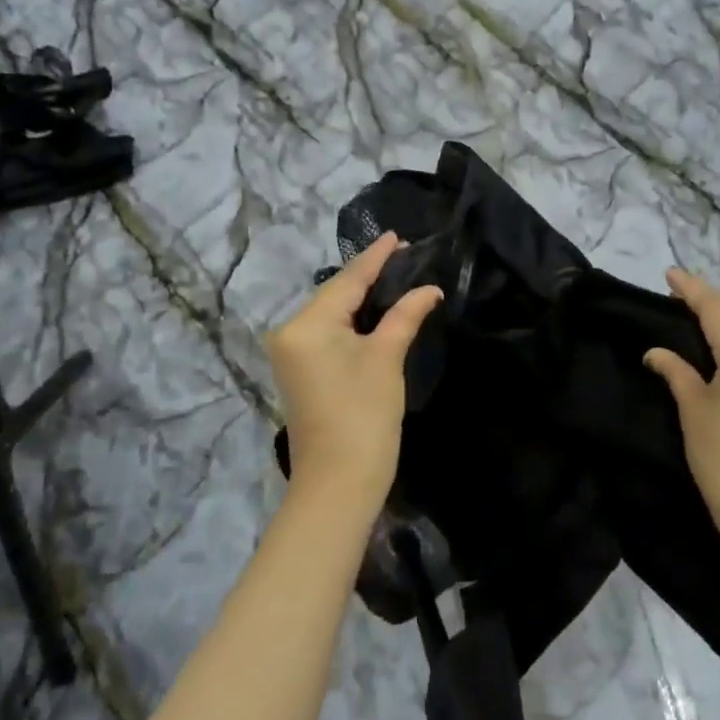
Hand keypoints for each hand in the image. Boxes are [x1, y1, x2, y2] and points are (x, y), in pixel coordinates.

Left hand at [266, 233, 441, 506]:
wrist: (338, 483)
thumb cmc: (364, 416)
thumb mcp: (387, 358)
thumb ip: (405, 315)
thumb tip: (428, 289)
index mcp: (306, 324)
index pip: (347, 280)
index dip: (375, 257)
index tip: (397, 235)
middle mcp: (290, 332)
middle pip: (336, 295)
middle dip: (370, 276)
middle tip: (405, 255)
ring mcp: (292, 354)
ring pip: (333, 314)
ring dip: (363, 298)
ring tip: (396, 274)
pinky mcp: (301, 371)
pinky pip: (329, 333)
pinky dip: (354, 320)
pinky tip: (376, 308)